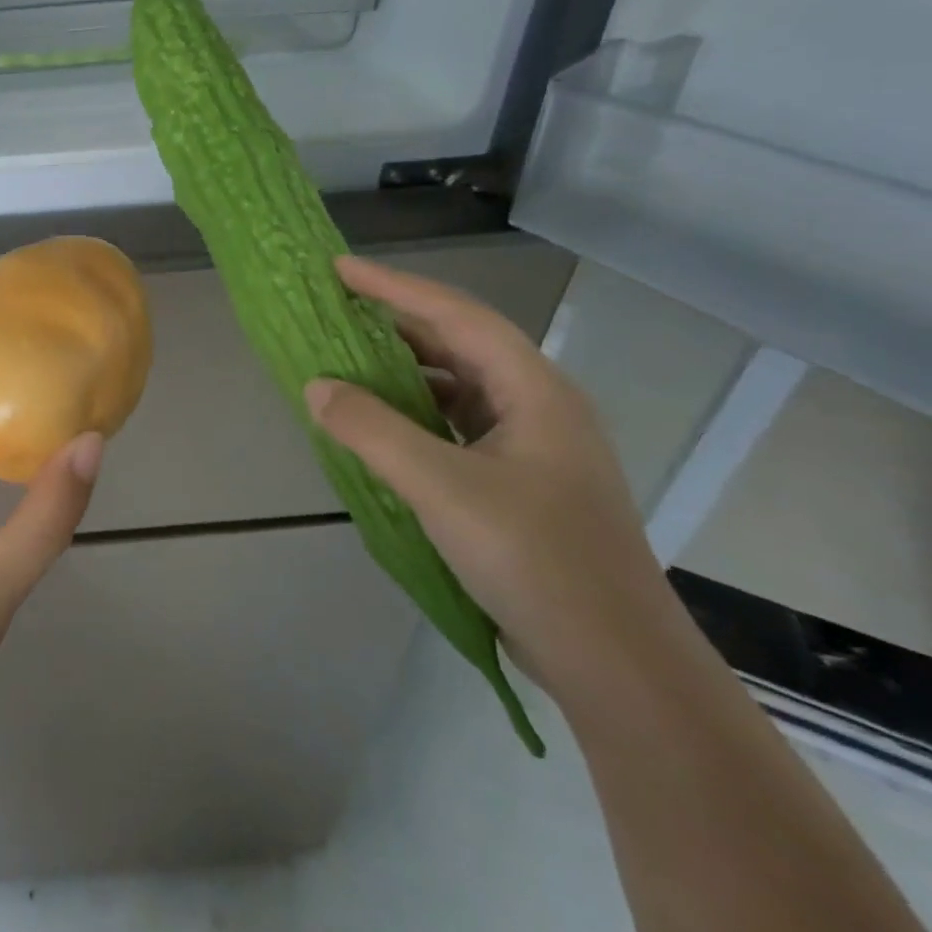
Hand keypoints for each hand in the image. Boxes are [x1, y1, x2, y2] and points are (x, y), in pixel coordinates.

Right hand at [303, 255, 679, 700]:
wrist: (615, 661)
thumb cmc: (535, 559)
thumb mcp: (441, 488)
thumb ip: (372, 430)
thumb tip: (316, 386)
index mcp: (534, 392)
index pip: (457, 317)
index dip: (395, 288)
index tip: (339, 269)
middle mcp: (537, 407)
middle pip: (459, 344)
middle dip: (396, 323)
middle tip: (335, 309)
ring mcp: (531, 447)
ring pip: (456, 387)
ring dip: (402, 370)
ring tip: (346, 361)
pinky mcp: (517, 482)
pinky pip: (453, 425)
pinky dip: (411, 413)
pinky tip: (378, 426)